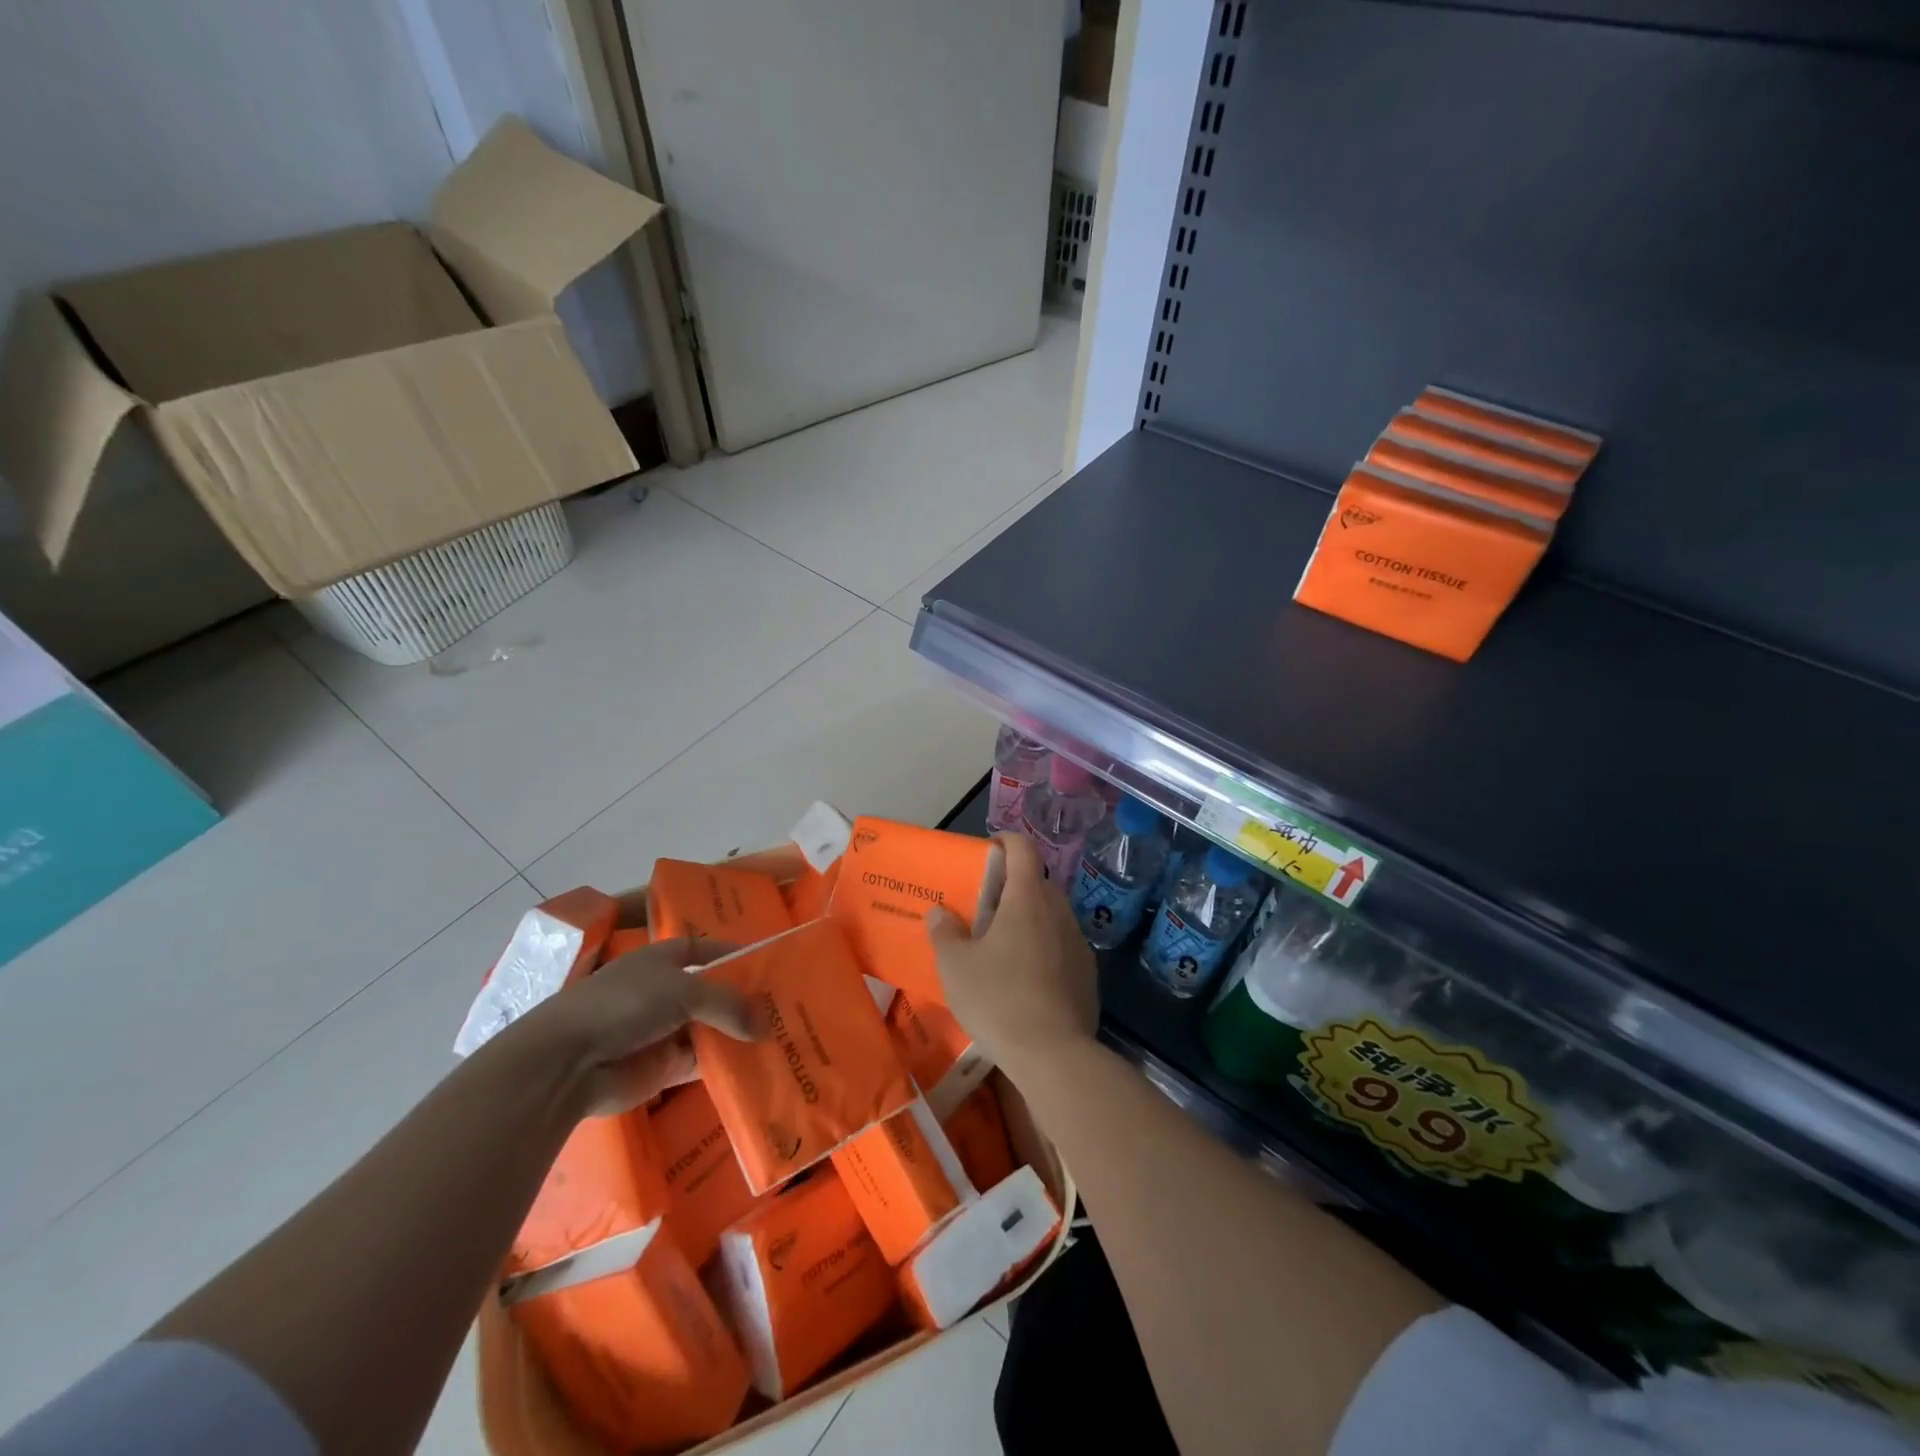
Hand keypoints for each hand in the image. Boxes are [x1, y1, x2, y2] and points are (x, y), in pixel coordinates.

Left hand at [517, 937, 762, 1116]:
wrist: (568, 1063)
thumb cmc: (625, 1005)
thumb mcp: (684, 990)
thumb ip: (728, 1004)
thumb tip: (765, 1026)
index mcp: (665, 959)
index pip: (708, 950)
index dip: (736, 955)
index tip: (772, 965)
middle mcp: (667, 991)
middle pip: (715, 993)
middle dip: (746, 1000)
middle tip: (790, 1007)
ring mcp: (665, 1031)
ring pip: (713, 1029)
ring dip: (741, 1034)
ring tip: (785, 1037)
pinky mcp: (664, 1067)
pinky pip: (704, 1063)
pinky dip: (728, 1064)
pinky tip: (760, 1067)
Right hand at [926, 833, 1097, 1076]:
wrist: (1053, 1054)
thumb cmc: (998, 998)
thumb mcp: (955, 966)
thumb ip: (944, 932)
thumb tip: (939, 913)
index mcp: (1027, 898)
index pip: (1023, 849)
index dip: (1005, 841)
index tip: (988, 850)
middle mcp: (1058, 911)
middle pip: (1037, 883)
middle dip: (1012, 887)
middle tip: (985, 909)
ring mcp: (1078, 942)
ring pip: (1051, 916)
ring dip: (1029, 920)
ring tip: (1002, 946)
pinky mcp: (1088, 973)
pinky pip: (1062, 946)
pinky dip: (1043, 949)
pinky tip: (1025, 979)